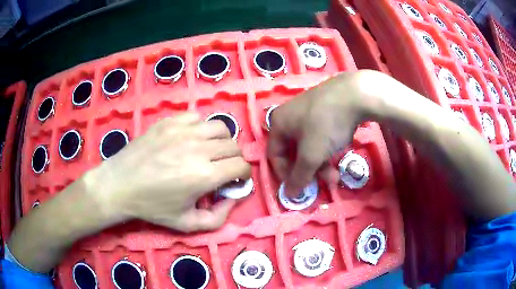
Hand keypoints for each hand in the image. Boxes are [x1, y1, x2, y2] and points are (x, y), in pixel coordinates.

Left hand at [91, 112, 250, 231]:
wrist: (120, 185)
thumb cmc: (152, 207)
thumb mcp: (187, 224)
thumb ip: (218, 218)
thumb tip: (233, 198)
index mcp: (204, 176)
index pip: (241, 166)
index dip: (243, 174)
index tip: (235, 180)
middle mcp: (198, 149)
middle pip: (234, 146)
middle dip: (234, 159)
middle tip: (222, 169)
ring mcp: (183, 131)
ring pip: (220, 127)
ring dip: (222, 141)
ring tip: (210, 151)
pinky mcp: (170, 122)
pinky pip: (197, 117)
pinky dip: (201, 128)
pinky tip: (191, 139)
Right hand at [267, 72, 366, 197]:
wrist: (354, 94)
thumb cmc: (326, 125)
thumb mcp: (311, 155)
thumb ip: (299, 177)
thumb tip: (289, 196)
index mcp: (279, 124)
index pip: (275, 156)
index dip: (285, 175)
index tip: (301, 187)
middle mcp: (290, 116)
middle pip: (294, 152)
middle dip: (309, 170)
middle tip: (324, 181)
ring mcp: (308, 111)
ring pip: (309, 145)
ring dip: (321, 162)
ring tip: (336, 173)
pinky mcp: (324, 109)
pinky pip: (320, 135)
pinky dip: (327, 148)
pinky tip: (339, 152)